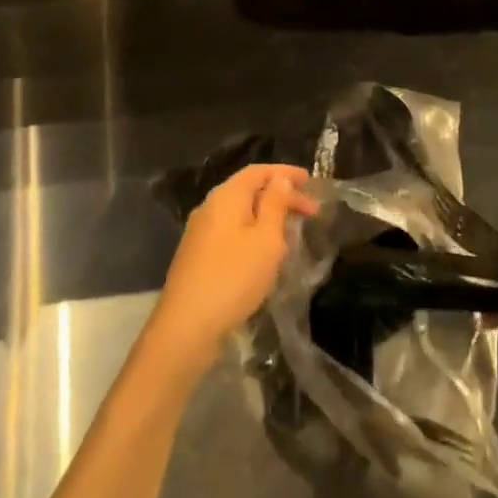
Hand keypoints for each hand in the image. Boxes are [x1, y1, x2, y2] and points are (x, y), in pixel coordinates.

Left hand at [147, 164, 318, 366]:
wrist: (187, 326)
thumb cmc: (234, 276)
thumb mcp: (266, 239)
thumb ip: (274, 204)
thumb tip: (280, 179)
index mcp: (226, 196)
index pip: (258, 171)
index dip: (285, 173)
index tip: (310, 181)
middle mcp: (210, 208)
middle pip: (249, 191)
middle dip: (281, 198)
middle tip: (311, 212)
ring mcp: (201, 233)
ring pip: (241, 214)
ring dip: (268, 218)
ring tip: (292, 233)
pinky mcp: (198, 256)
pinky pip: (231, 233)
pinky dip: (253, 234)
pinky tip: (265, 255)